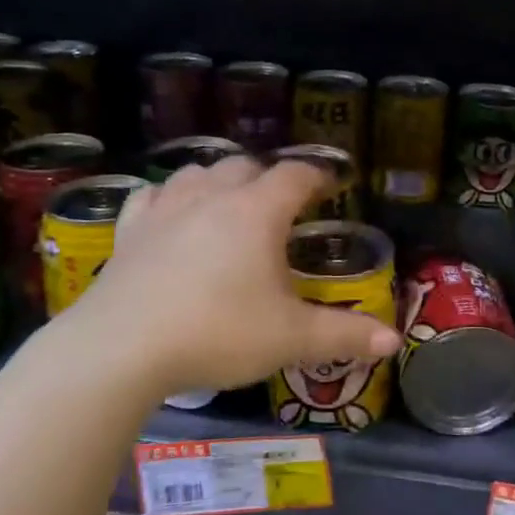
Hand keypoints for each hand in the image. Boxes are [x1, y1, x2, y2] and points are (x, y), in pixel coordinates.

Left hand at [54, 156, 400, 401]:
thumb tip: (393, 340)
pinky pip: (152, 196)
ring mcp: (165, 209)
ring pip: (198, 172)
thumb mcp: (290, 338)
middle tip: (282, 205)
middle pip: (245, 166)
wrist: (121, 348)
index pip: (295, 175)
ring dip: (219, 180)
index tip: (330, 185)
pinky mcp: (129, 230)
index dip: (317, 176)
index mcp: (257, 212)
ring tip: (230, 202)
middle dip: (268, 178)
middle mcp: (212, 197)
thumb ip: (345, 334)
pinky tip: (170, 213)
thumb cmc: (217, 333)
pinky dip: (169, 197)